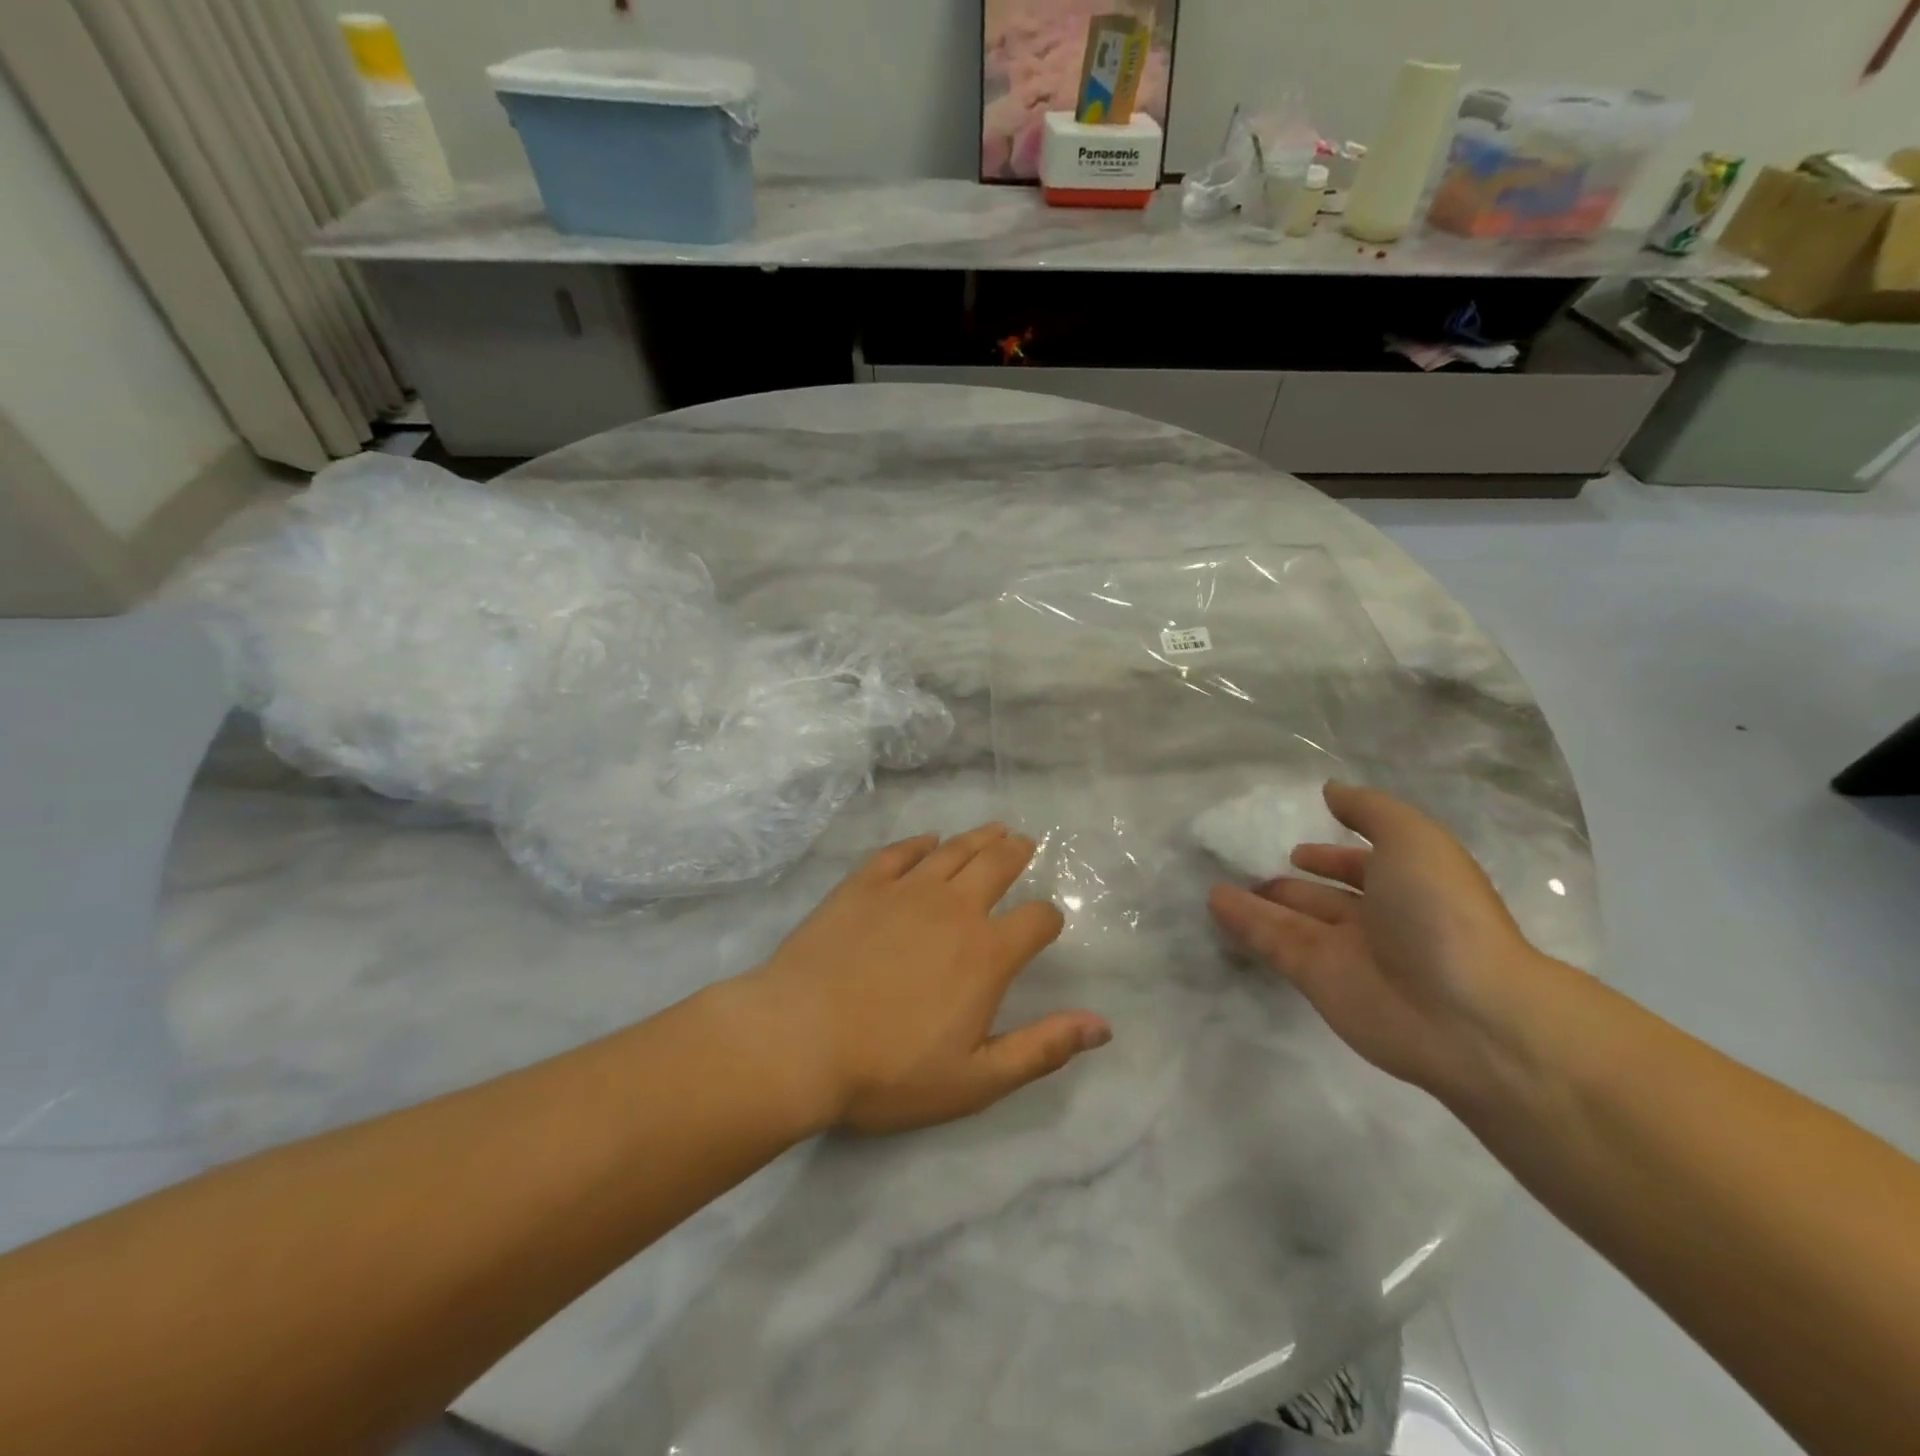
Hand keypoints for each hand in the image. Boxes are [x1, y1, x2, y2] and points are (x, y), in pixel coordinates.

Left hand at [745, 825, 1110, 1135]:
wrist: (796, 1040)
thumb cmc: (889, 1071)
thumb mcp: (976, 1080)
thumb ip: (1042, 1048)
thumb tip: (1104, 1026)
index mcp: (986, 953)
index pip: (1037, 919)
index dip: (1048, 918)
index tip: (1046, 923)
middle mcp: (953, 908)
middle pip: (997, 865)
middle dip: (1017, 853)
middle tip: (1024, 844)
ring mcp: (905, 890)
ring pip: (954, 850)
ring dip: (978, 838)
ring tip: (994, 830)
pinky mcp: (862, 885)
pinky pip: (899, 853)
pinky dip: (920, 843)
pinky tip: (927, 841)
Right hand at [1208, 782, 1554, 1102]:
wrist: (1461, 1011)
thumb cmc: (1441, 911)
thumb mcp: (1413, 838)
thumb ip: (1369, 810)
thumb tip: (1331, 791)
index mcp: (1408, 885)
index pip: (1363, 867)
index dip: (1332, 856)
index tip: (1297, 848)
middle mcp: (1377, 919)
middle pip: (1324, 897)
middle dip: (1291, 882)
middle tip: (1247, 866)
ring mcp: (1345, 952)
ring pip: (1291, 920)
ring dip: (1257, 901)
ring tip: (1215, 883)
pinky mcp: (1316, 979)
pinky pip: (1273, 943)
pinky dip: (1244, 922)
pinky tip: (1214, 901)